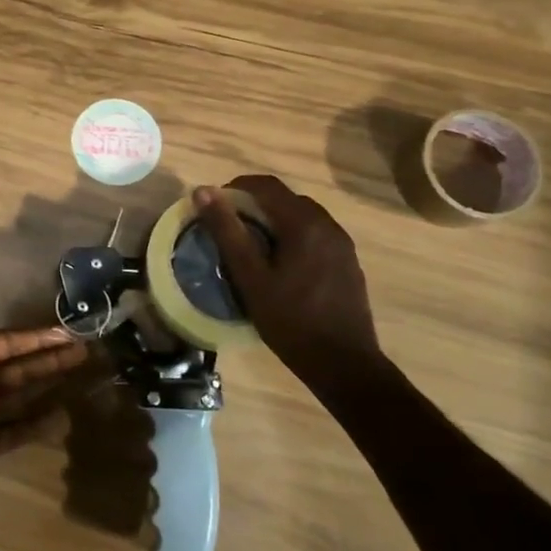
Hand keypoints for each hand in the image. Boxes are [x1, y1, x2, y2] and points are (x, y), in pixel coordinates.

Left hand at [0, 259, 90, 522]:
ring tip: (84, 372)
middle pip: (20, 364)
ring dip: (51, 381)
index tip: (65, 330)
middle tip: (86, 347)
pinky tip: (64, 416)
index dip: (34, 336)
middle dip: (51, 355)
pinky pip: (18, 430)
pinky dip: (39, 424)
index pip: (3, 342)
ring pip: (23, 392)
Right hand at [193, 176, 381, 382]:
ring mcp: (342, 244)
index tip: (213, 206)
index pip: (266, 185)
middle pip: (285, 198)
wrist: (344, 365)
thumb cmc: (291, 320)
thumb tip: (202, 191)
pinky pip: (315, 234)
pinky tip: (279, 264)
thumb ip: (226, 230)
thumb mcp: (250, 276)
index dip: (235, 188)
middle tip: (228, 227)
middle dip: (253, 204)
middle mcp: (328, 224)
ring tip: (250, 245)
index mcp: (304, 223)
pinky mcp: (348, 262)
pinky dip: (292, 235)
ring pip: (301, 216)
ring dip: (273, 220)